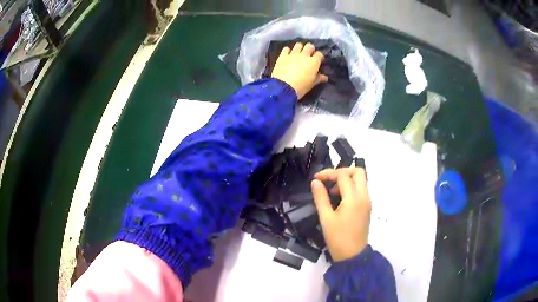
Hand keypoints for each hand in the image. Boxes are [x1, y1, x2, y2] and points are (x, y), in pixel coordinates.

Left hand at [271, 42, 328, 99]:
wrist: (284, 87)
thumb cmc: (301, 87)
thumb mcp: (312, 84)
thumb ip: (318, 78)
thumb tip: (325, 77)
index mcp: (313, 62)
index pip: (319, 54)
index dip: (319, 57)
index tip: (318, 61)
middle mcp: (304, 55)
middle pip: (309, 46)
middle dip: (310, 49)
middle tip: (308, 55)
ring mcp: (293, 54)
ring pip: (298, 45)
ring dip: (299, 48)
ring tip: (298, 53)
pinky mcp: (282, 56)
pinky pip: (286, 49)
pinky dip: (288, 51)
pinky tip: (288, 55)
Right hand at [311, 167, 370, 261]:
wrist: (352, 255)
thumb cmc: (337, 238)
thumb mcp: (326, 218)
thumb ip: (320, 198)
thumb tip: (315, 182)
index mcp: (354, 198)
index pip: (343, 176)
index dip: (328, 173)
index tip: (316, 178)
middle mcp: (364, 196)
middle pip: (358, 172)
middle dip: (342, 171)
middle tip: (329, 180)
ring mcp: (368, 201)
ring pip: (361, 180)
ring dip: (347, 179)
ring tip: (333, 191)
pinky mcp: (367, 207)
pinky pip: (361, 189)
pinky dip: (352, 187)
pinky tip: (340, 198)